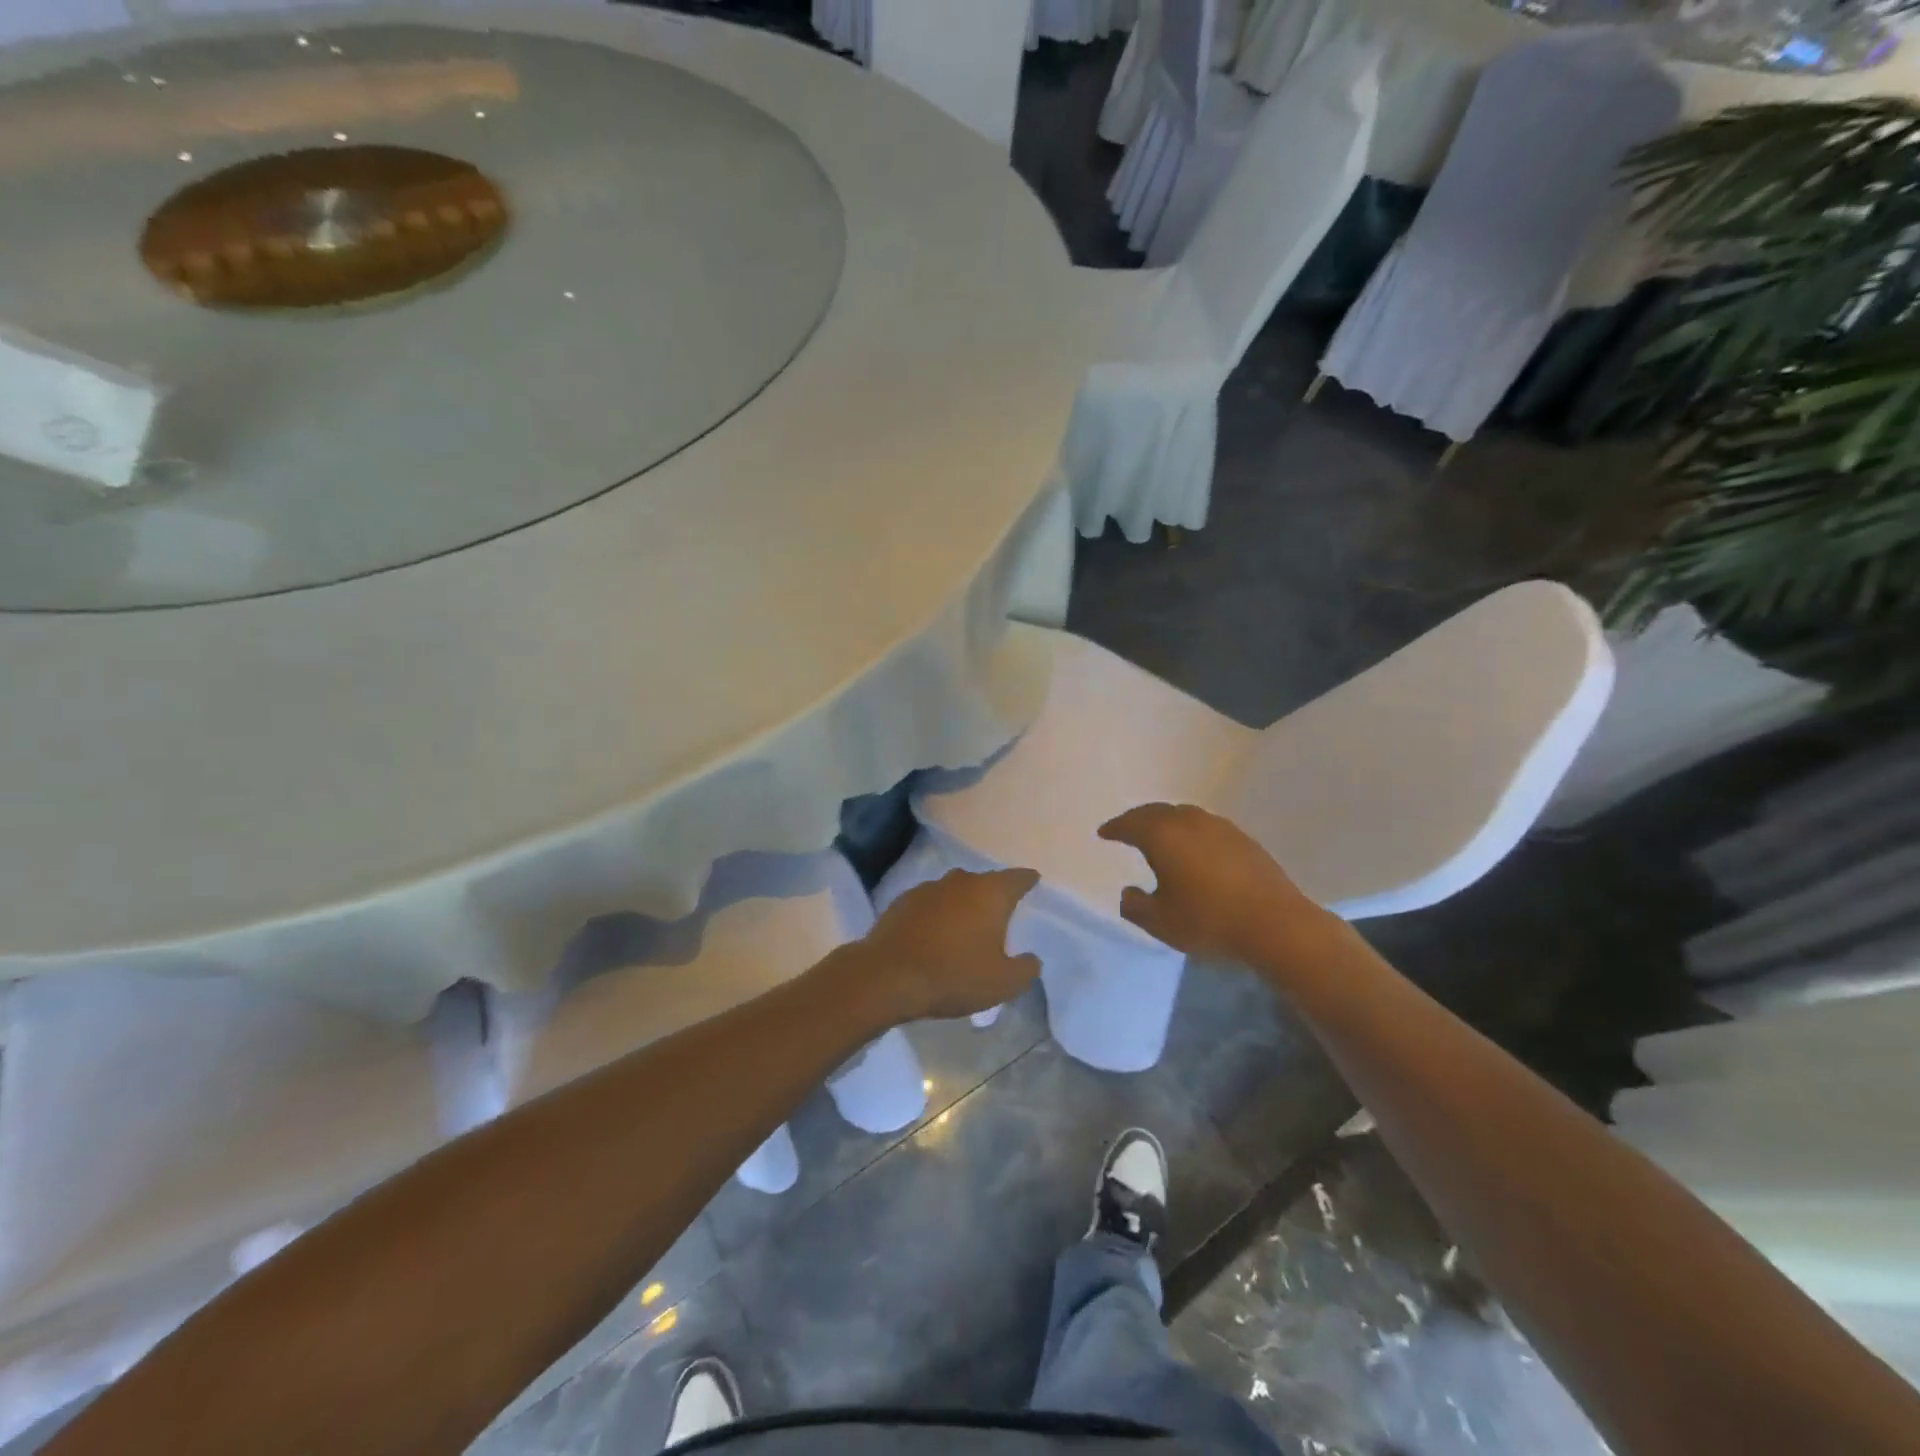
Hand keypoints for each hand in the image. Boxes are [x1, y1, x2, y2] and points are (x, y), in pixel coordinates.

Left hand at [853, 868, 1041, 1022]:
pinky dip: (937, 914)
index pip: (1017, 878)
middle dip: (994, 895)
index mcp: (990, 893)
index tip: (1033, 881)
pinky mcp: (903, 901)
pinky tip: (934, 934)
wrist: (887, 976)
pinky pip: (930, 903)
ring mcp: (929, 888)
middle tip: (1000, 915)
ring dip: (963, 904)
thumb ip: (1026, 969)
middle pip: (985, 882)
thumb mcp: (1002, 984)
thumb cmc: (953, 976)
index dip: (1027, 880)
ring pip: (955, 891)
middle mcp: (961, 881)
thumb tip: (1032, 959)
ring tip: (965, 927)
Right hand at [1098, 803, 1337, 967]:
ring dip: (1167, 822)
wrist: (1275, 924)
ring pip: (1184, 815)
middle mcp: (1190, 822)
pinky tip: (1195, 849)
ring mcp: (1221, 828)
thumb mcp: (1160, 922)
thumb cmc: (1208, 920)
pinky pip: (1206, 827)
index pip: (1130, 824)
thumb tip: (1129, 893)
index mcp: (1163, 836)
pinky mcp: (1244, 840)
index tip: (1103, 833)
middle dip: (1138, 818)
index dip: (1114, 828)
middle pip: (1157, 812)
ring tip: (1160, 836)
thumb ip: (1136, 906)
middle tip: (1127, 828)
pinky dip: (1191, 832)